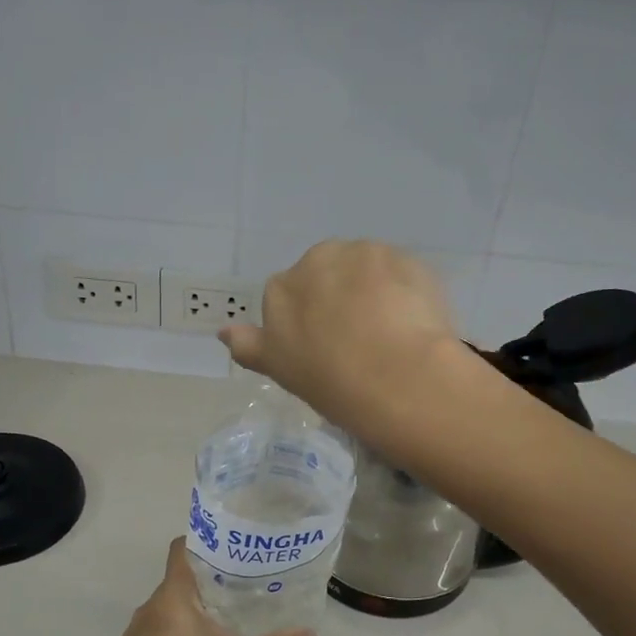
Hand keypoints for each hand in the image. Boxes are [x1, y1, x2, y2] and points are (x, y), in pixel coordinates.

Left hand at [106, 538, 316, 635]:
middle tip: (238, 595)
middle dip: (204, 588)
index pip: (181, 551)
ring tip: (218, 632)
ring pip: (163, 617)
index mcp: (171, 598)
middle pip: (176, 585)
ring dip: (187, 620)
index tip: (228, 550)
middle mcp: (146, 610)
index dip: (202, 544)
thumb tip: (310, 635)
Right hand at [217, 240, 474, 433]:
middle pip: (326, 274)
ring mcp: (364, 254)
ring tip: (389, 331)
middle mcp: (317, 259)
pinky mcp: (405, 258)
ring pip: (365, 270)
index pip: (289, 297)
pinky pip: (401, 272)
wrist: (396, 376)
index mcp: (280, 289)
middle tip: (358, 339)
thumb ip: (249, 346)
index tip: (324, 349)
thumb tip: (223, 331)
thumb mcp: (279, 369)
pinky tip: (412, 321)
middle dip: (339, 297)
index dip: (307, 323)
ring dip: (374, 290)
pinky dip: (404, 291)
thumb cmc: (330, 380)